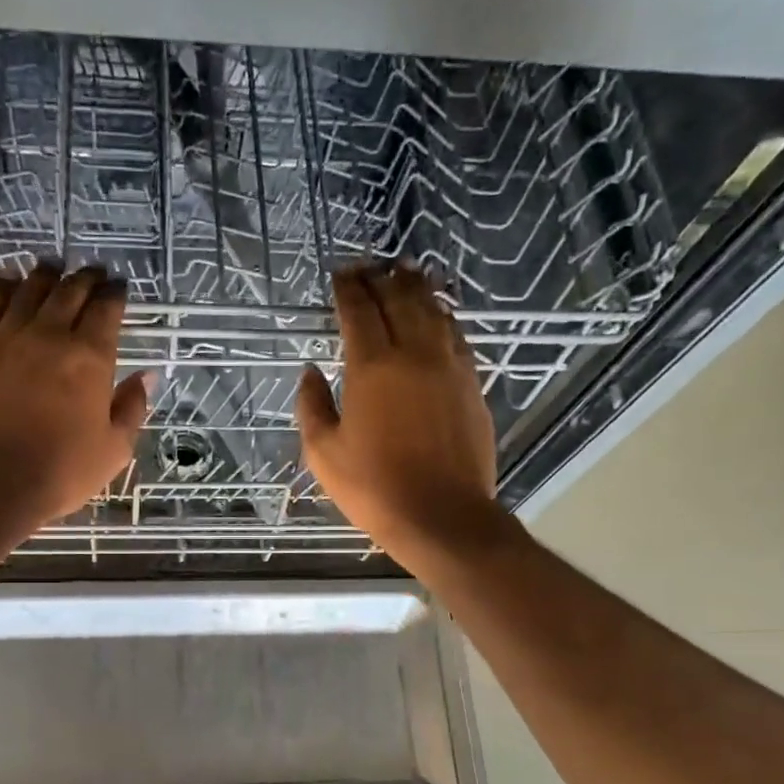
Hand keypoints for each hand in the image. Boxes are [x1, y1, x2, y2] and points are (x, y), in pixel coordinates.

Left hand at [0, 263, 150, 528]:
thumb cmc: (59, 472)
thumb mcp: (113, 450)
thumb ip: (131, 408)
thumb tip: (145, 376)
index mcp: (89, 359)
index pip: (106, 310)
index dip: (115, 295)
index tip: (118, 288)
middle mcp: (48, 336)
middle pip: (68, 292)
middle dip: (84, 279)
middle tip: (91, 273)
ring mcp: (4, 337)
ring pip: (27, 291)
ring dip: (44, 276)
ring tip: (50, 270)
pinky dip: (1, 289)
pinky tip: (6, 283)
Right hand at [296, 263, 500, 564]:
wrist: (442, 515)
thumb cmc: (374, 488)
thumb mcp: (324, 454)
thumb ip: (312, 406)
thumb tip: (311, 373)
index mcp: (373, 367)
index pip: (359, 311)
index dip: (347, 288)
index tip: (339, 275)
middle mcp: (414, 354)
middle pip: (399, 299)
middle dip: (380, 278)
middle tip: (368, 268)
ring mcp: (449, 366)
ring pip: (433, 310)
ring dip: (415, 287)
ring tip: (404, 274)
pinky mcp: (472, 383)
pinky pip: (456, 334)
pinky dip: (442, 315)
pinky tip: (436, 314)